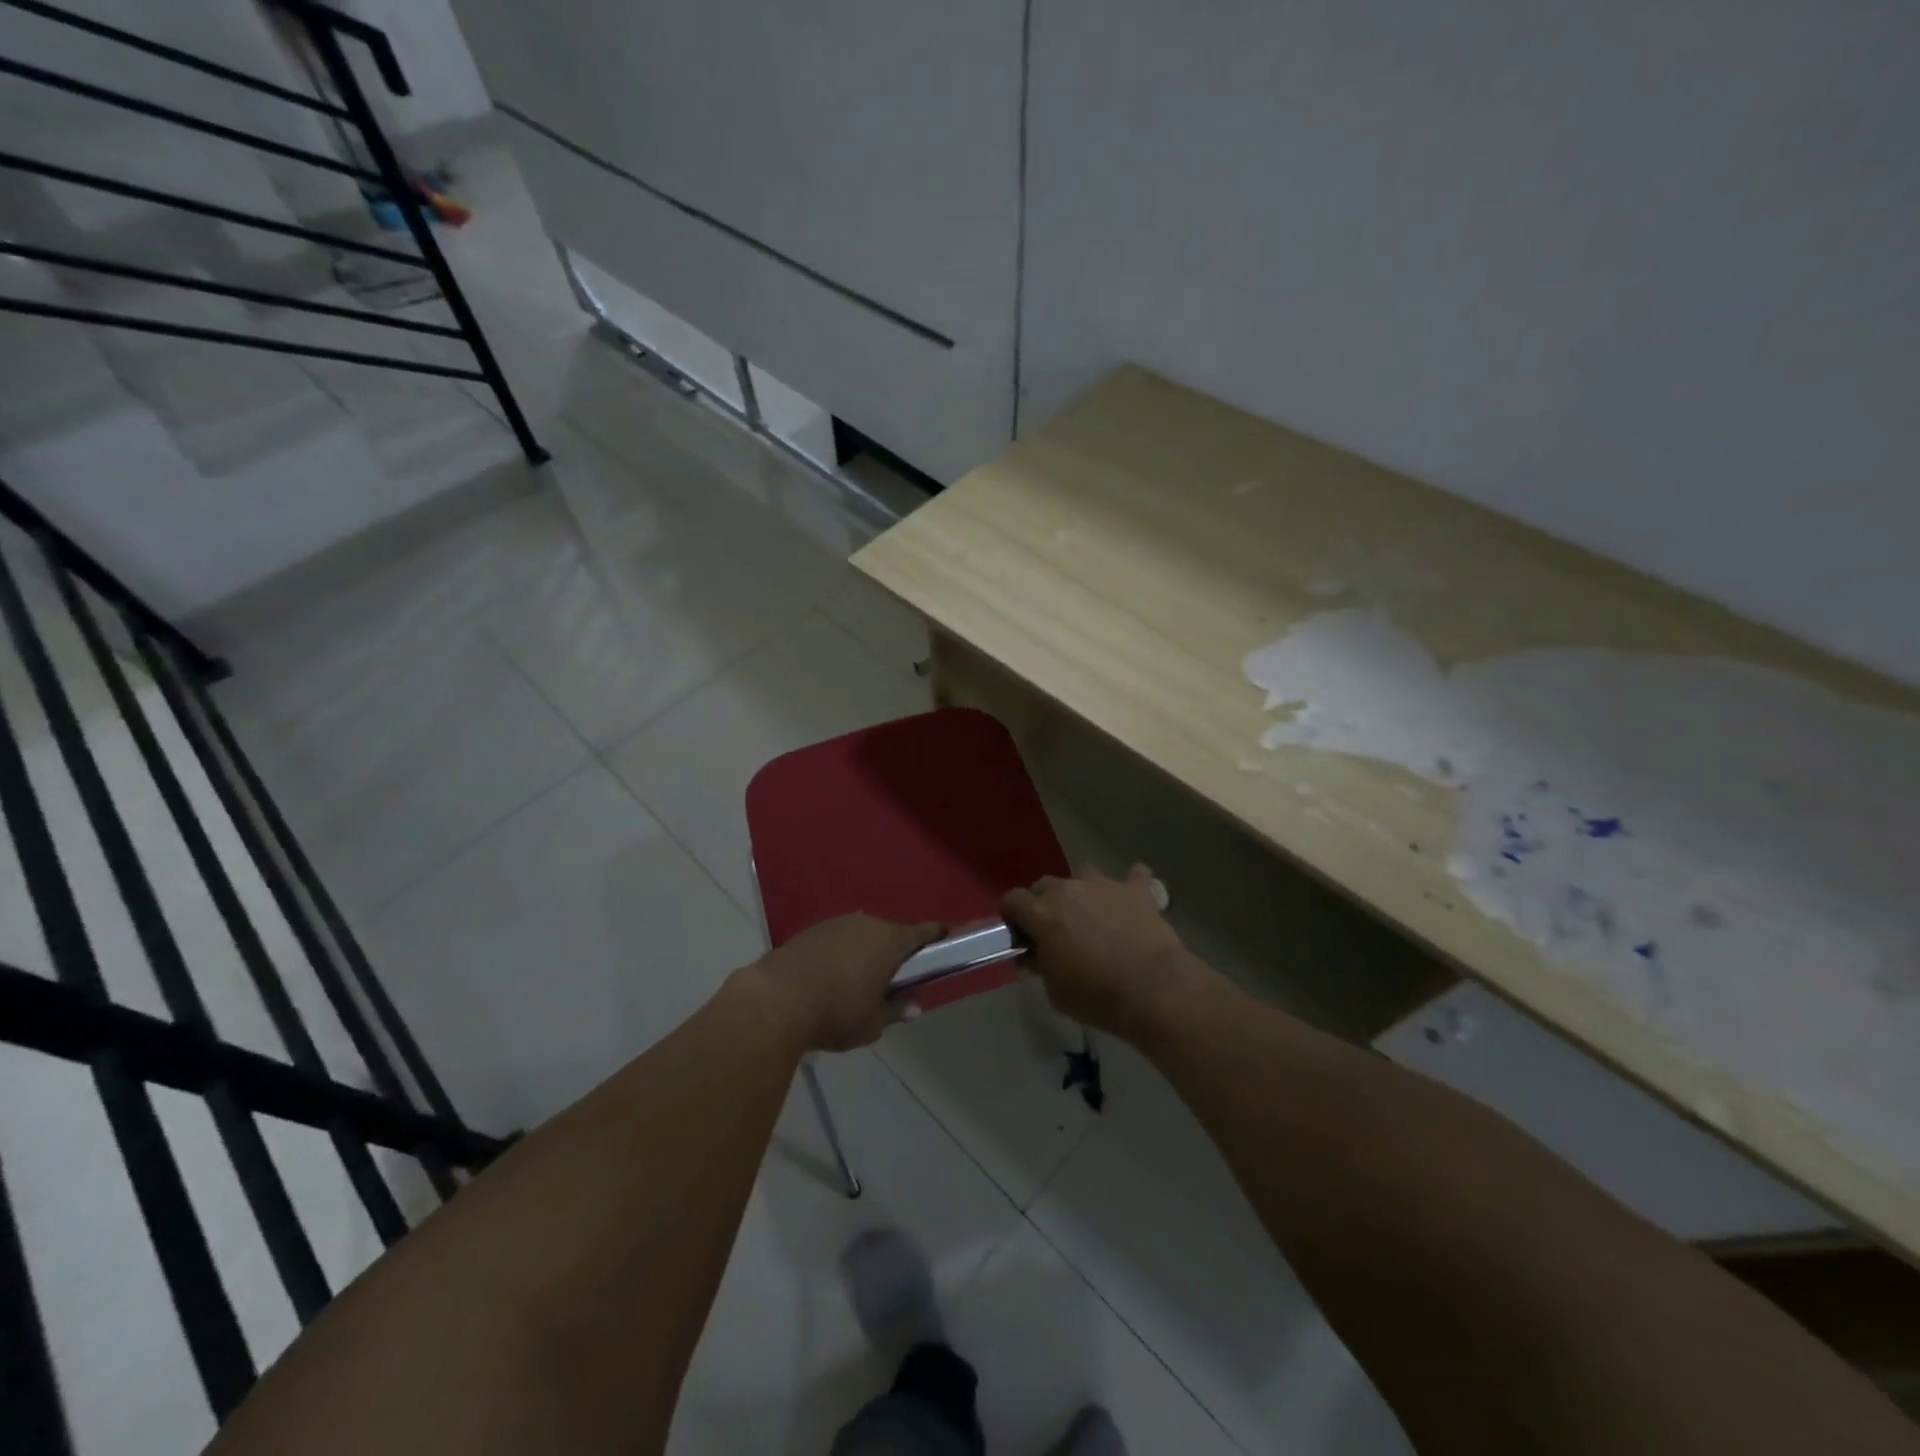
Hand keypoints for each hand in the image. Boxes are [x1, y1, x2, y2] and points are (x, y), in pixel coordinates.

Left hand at [742, 914, 941, 1052]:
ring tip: (858, 981)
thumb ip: (896, 1010)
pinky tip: (830, 978)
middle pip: (890, 934)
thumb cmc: (836, 1012)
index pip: (922, 932)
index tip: (943, 943)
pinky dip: (839, 955)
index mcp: (889, 940)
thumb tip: (914, 1005)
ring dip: (864, 952)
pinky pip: (836, 940)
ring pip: (860, 936)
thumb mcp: (873, 1023)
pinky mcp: (809, 931)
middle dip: (894, 952)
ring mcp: (835, 924)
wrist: (775, 1000)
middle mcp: (866, 923)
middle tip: (894, 978)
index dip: (935, 937)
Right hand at [1002, 866, 1203, 1042]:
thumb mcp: (1055, 991)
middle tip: (1055, 931)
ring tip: (1092, 916)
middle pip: (1045, 885)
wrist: (1153, 988)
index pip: (1012, 900)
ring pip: (1084, 875)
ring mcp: (1104, 885)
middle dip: (1045, 904)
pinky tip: (1132, 900)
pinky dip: (1130, 885)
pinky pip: (1133, 876)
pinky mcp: (1136, 890)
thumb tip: (1033, 957)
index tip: (1020, 935)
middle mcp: (1068, 889)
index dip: (1013, 917)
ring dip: (1083, 892)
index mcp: (1042, 912)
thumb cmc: (1096, 995)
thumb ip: (1040, 967)